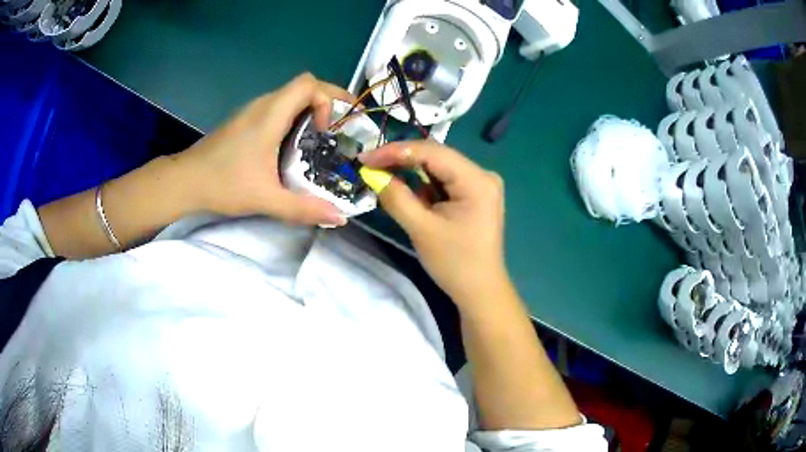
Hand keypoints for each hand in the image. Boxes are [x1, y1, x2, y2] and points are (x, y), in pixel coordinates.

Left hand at [174, 73, 351, 225]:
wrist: (184, 181)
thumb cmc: (223, 184)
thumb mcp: (266, 198)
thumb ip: (304, 209)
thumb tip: (340, 218)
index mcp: (270, 114)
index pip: (309, 84)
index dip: (327, 100)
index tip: (328, 130)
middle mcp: (262, 105)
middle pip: (303, 86)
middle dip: (327, 102)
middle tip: (340, 129)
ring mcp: (251, 111)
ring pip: (290, 97)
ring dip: (310, 110)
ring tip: (321, 139)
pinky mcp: (244, 121)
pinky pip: (277, 108)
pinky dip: (294, 118)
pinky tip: (292, 146)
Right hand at [359, 141, 508, 307]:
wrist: (480, 291)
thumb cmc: (455, 263)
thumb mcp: (422, 229)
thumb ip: (396, 197)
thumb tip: (373, 174)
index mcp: (477, 180)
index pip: (432, 152)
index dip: (395, 151)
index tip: (365, 158)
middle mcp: (482, 175)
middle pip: (436, 156)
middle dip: (401, 160)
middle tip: (369, 165)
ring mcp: (480, 184)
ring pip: (438, 168)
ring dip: (410, 172)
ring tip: (382, 175)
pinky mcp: (475, 195)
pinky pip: (444, 181)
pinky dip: (423, 185)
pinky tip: (407, 191)